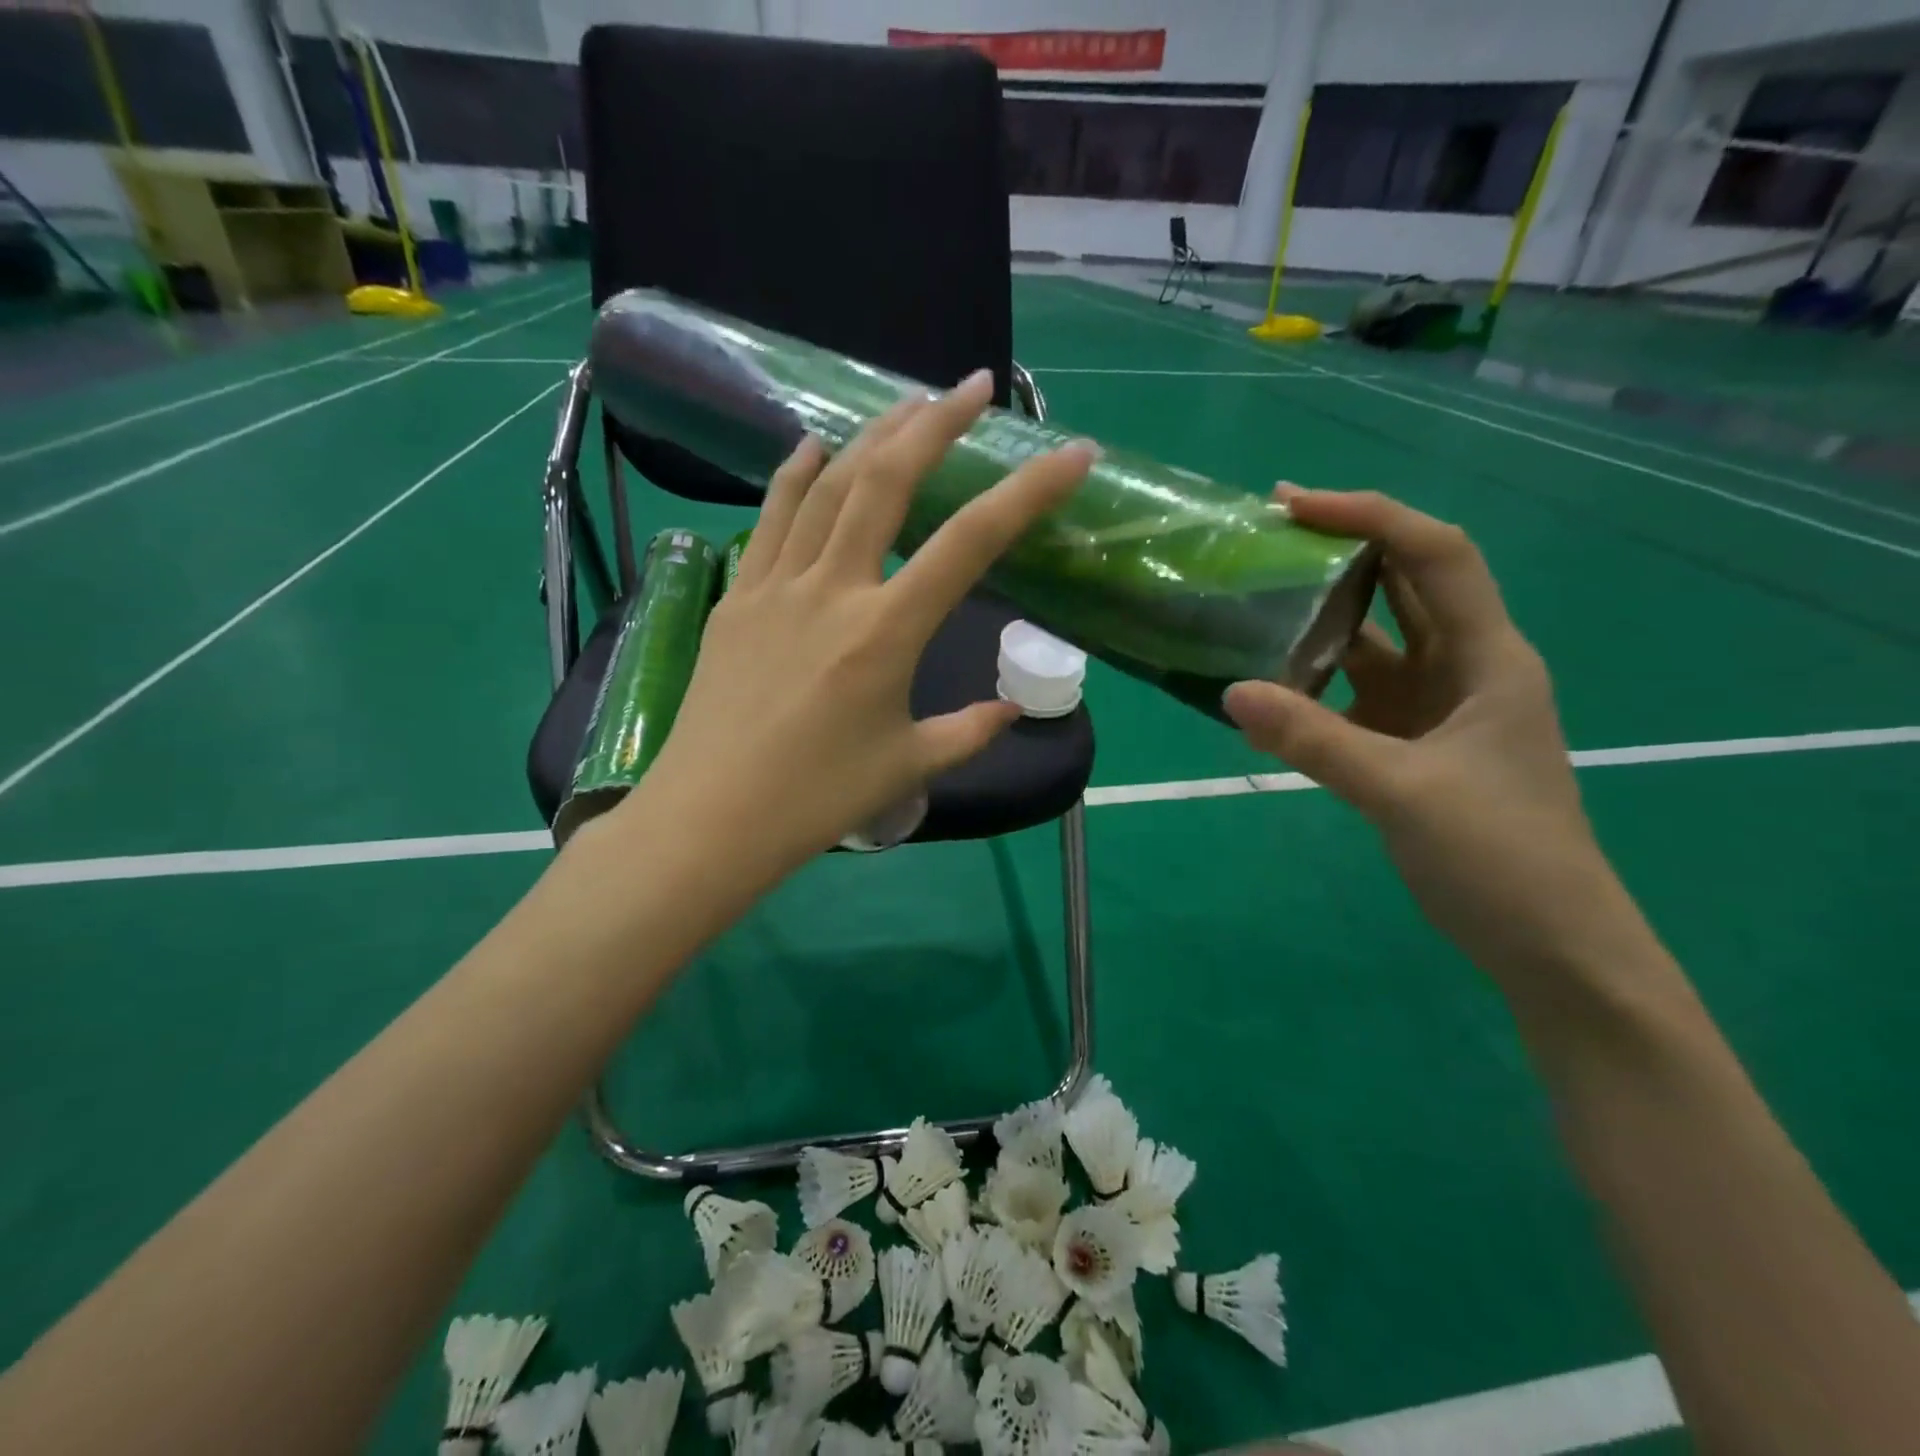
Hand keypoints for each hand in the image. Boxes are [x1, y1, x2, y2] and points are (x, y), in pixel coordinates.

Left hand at [624, 369, 1096, 886]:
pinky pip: (769, 518)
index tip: (1072, 455)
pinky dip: (796, 474)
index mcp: (885, 632)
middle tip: (975, 386)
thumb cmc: (816, 799)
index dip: (1028, 493)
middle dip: (937, 423)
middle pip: (888, 481)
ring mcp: (776, 585)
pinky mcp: (736, 596)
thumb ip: (969, 731)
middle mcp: (833, 589)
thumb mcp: (908, 766)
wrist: (712, 818)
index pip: (970, 544)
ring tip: (908, 403)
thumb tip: (1011, 710)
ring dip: (872, 435)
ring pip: (827, 485)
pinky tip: (815, 446)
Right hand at [1223, 489, 1629, 988]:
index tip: (1296, 505)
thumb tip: (1231, 691)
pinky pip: (1354, 695)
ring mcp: (1436, 709)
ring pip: (1374, 642)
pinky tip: (1266, 687)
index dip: (1371, 517)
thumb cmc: (1500, 858)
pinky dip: (1312, 684)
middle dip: (1343, 549)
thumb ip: (1314, 740)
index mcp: (1488, 658)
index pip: (1436, 556)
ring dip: (1322, 618)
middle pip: (1405, 585)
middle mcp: (1464, 668)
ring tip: (1255, 598)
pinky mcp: (1412, 745)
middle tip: (1267, 533)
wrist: (1548, 943)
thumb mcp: (1402, 792)